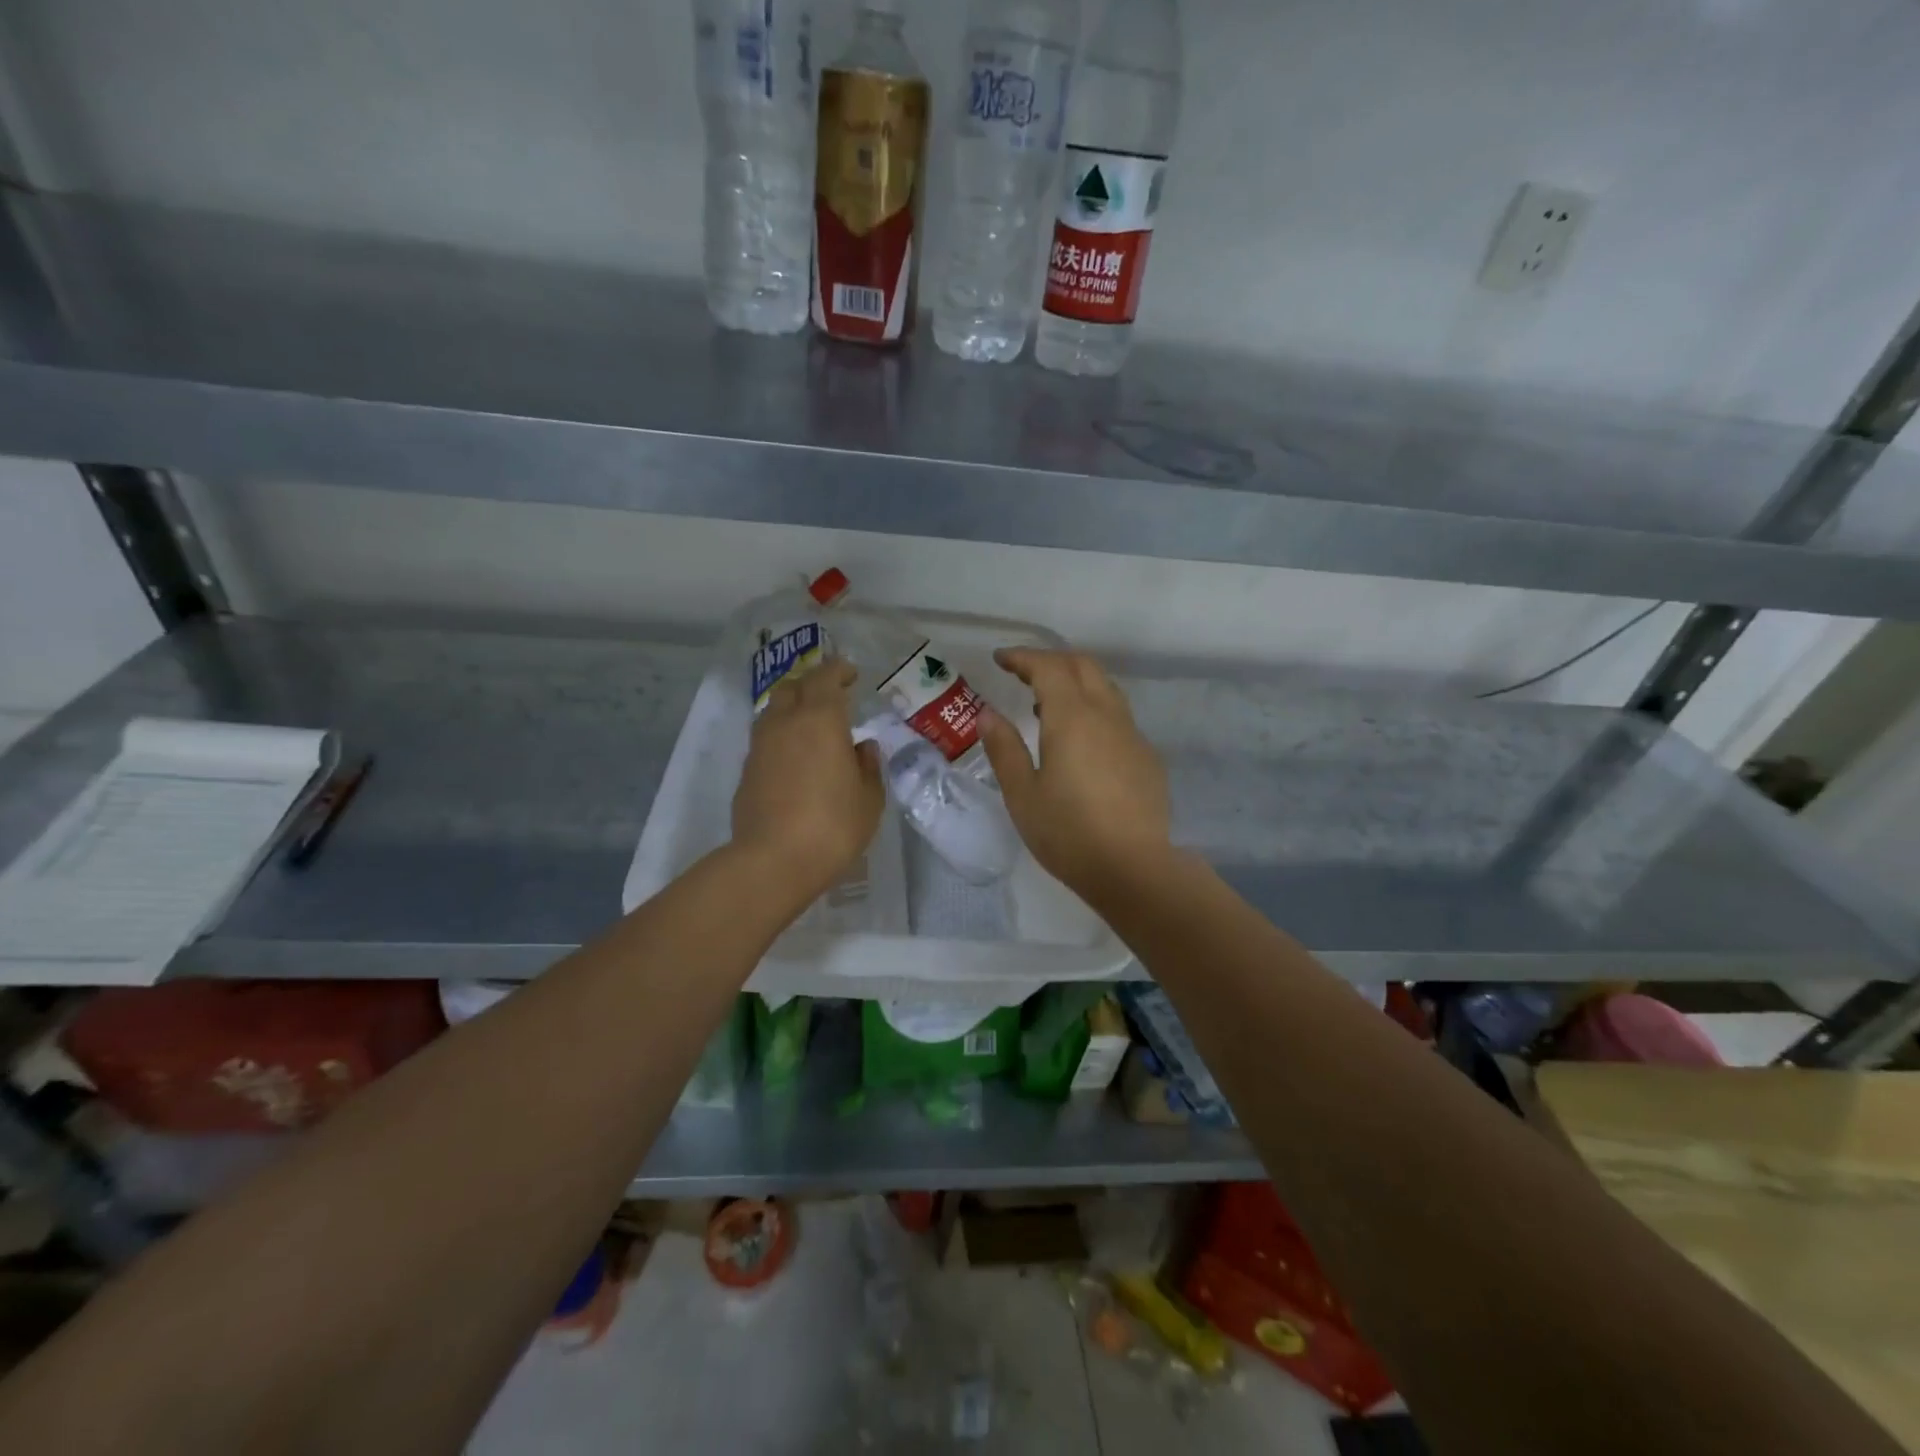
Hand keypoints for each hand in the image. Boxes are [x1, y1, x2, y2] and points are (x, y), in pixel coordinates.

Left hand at [731, 658, 884, 907]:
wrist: (773, 861)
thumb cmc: (833, 826)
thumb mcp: (869, 799)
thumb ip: (868, 767)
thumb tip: (862, 748)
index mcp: (821, 719)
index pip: (826, 677)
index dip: (839, 670)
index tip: (851, 673)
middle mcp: (786, 723)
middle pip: (793, 687)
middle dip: (812, 684)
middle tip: (832, 696)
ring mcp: (760, 746)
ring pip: (773, 711)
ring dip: (792, 709)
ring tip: (811, 726)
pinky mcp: (746, 771)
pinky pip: (765, 740)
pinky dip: (781, 738)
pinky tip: (795, 759)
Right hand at [977, 647, 1173, 903]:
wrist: (1133, 868)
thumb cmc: (1068, 833)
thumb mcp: (1022, 794)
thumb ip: (1004, 748)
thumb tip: (987, 714)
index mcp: (1072, 718)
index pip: (1048, 667)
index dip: (1023, 657)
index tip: (1001, 659)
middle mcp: (1107, 715)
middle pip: (1083, 666)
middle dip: (1051, 660)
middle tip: (1023, 673)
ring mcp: (1132, 734)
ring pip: (1105, 688)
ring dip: (1075, 682)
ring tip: (1046, 706)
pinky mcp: (1147, 756)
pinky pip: (1118, 716)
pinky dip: (1094, 709)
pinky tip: (1081, 741)